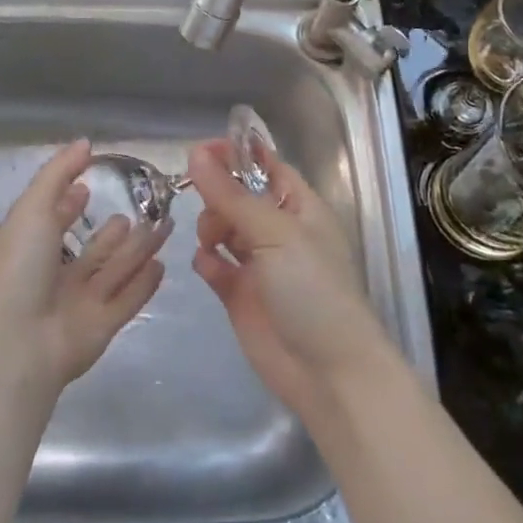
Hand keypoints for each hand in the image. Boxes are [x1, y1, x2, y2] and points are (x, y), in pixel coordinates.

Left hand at [0, 140, 168, 390]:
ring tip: (163, 226)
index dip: (70, 204)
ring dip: (138, 249)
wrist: (19, 341)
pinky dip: (144, 283)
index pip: (54, 221)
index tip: (89, 186)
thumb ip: (59, 173)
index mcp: (32, 248)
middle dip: (117, 230)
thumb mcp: (33, 208)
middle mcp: (56, 275)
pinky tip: (162, 265)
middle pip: (94, 249)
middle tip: (146, 208)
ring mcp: (80, 302)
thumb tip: (85, 143)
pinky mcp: (103, 326)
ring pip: (116, 270)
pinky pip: (128, 299)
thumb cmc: (21, 267)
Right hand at [188, 140, 390, 419]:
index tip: (201, 151)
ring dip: (211, 226)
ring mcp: (259, 264)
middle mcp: (279, 230)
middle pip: (238, 195)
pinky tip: (209, 265)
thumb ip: (231, 195)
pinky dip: (208, 260)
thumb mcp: (274, 234)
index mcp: (300, 207)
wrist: (328, 372)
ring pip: (223, 227)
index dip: (236, 155)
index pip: (266, 166)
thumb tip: (195, 154)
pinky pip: (215, 265)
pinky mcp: (240, 294)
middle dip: (218, 194)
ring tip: (211, 240)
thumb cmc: (313, 290)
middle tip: (207, 206)